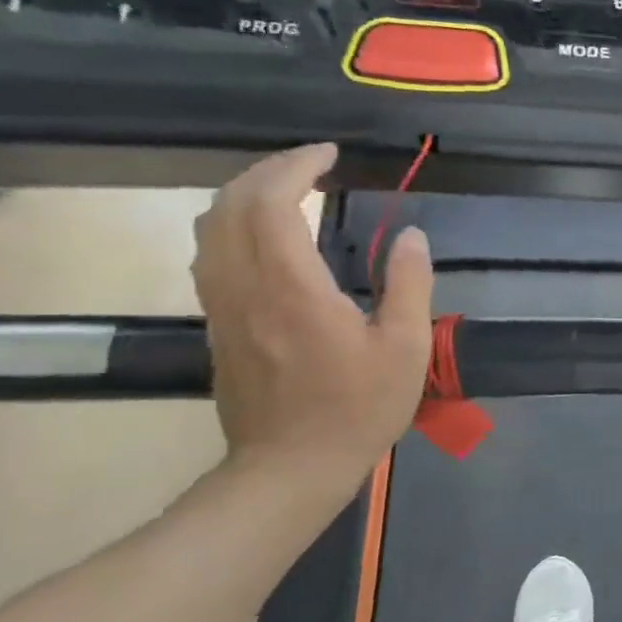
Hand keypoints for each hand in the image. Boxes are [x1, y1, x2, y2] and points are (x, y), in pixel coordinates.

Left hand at [193, 143, 433, 496]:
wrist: (290, 467)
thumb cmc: (358, 408)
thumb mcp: (405, 348)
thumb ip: (409, 285)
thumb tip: (411, 236)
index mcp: (292, 289)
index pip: (272, 204)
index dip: (296, 167)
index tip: (329, 153)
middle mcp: (245, 288)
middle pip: (229, 206)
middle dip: (266, 172)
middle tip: (310, 163)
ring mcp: (223, 307)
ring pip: (210, 228)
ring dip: (243, 195)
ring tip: (287, 188)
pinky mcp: (218, 324)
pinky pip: (210, 255)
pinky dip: (232, 225)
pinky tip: (265, 233)